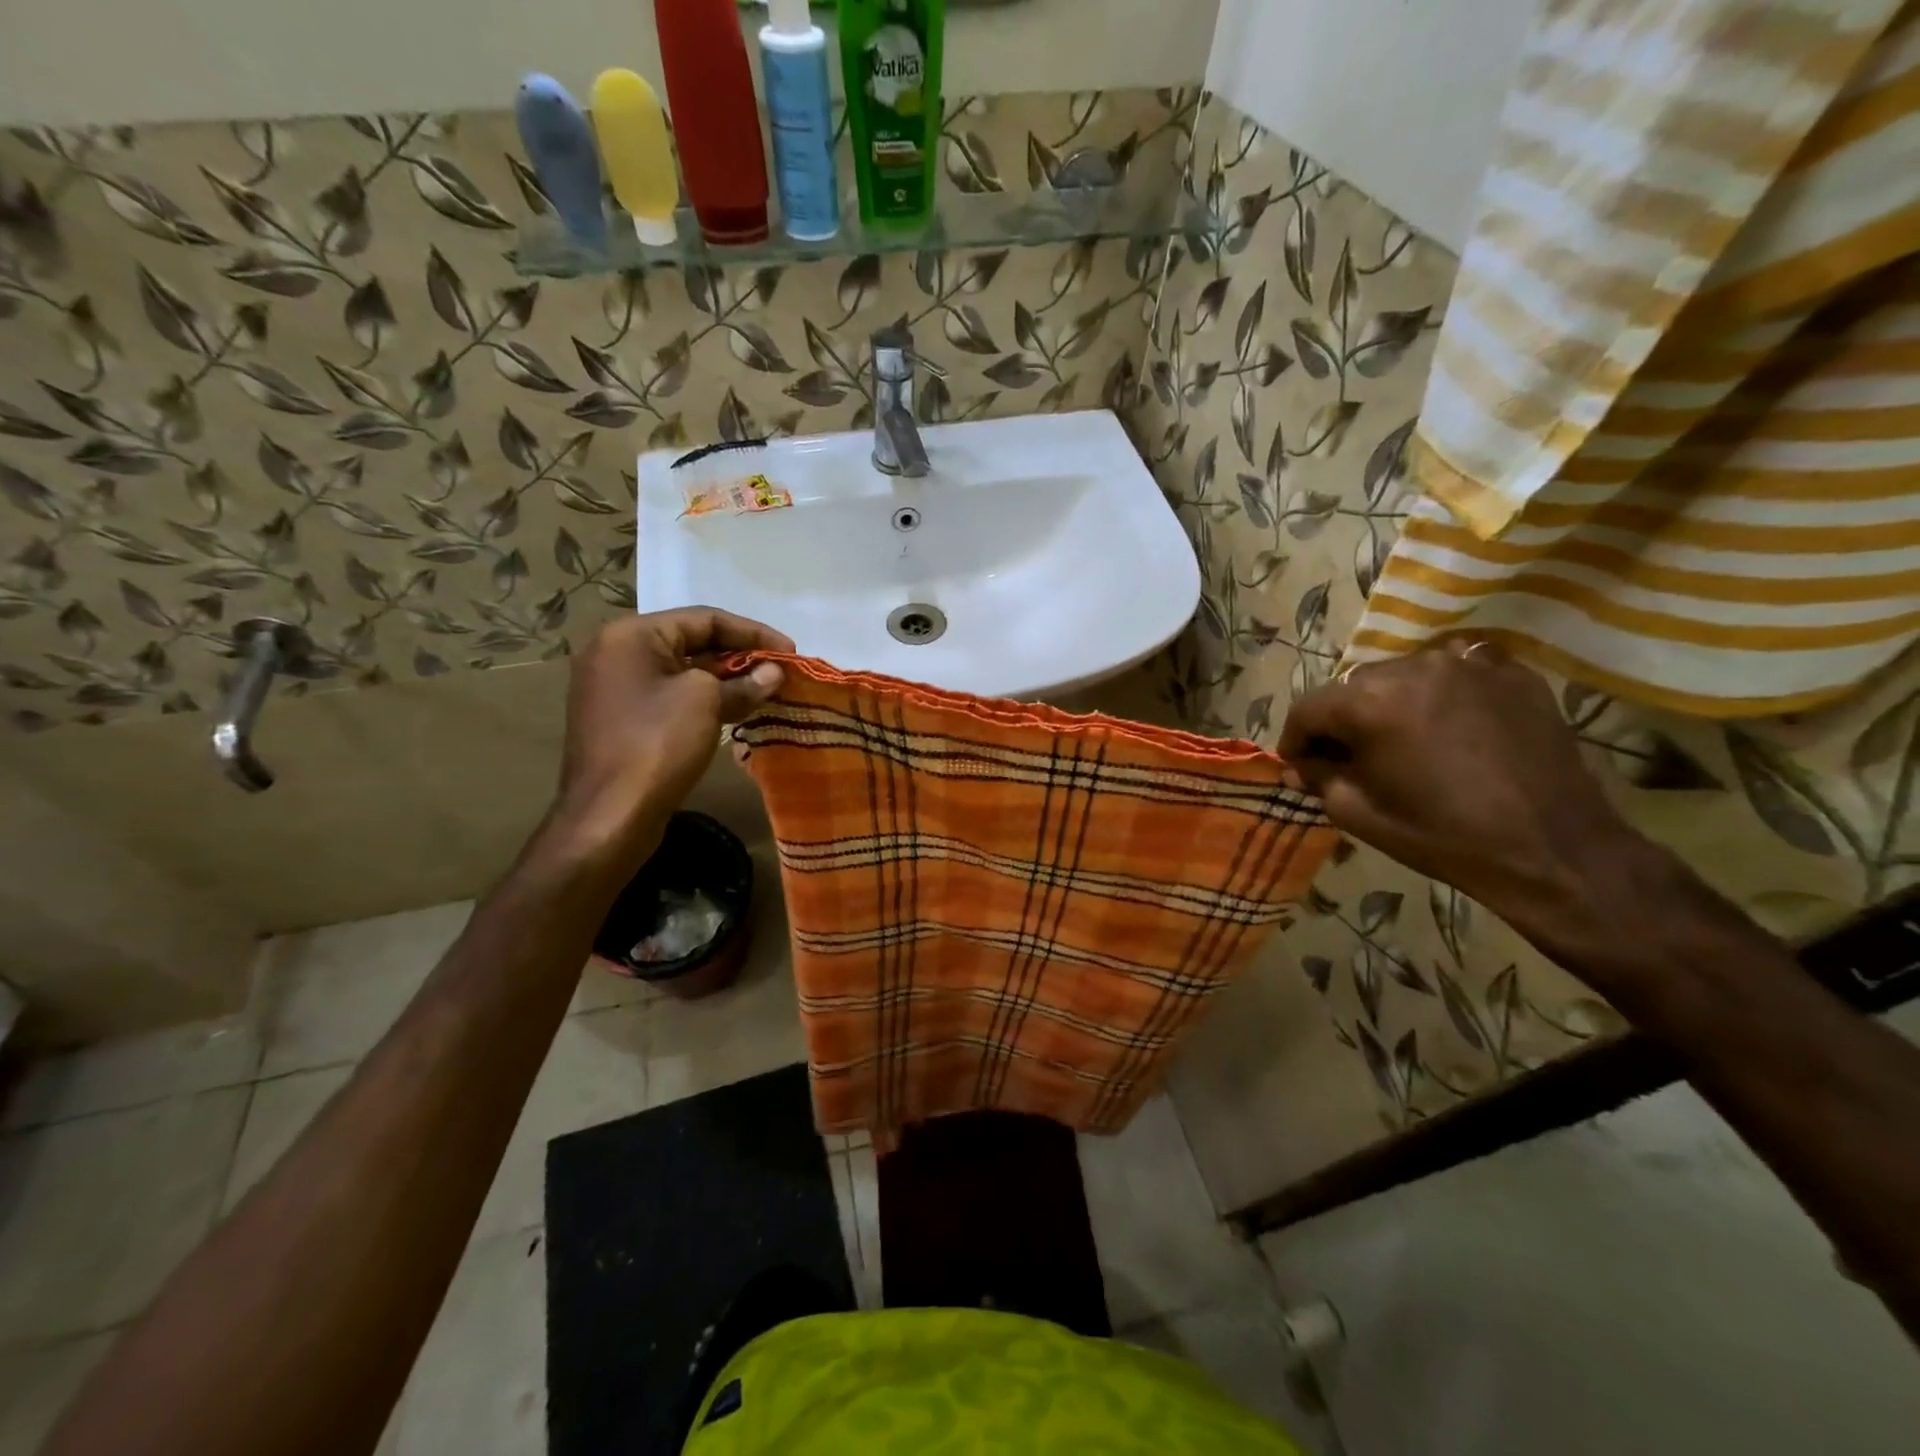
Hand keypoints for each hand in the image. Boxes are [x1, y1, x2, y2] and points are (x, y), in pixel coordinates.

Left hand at [549, 608, 792, 863]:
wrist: (610, 814)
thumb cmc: (657, 743)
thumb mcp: (706, 701)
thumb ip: (744, 682)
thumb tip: (774, 673)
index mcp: (631, 635)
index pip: (704, 618)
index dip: (753, 632)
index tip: (790, 650)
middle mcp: (617, 652)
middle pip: (692, 642)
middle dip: (741, 656)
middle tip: (780, 672)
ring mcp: (616, 688)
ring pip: (683, 671)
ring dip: (727, 679)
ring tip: (767, 691)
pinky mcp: (622, 719)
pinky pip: (671, 695)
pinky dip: (705, 699)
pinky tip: (737, 710)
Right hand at [1278, 641, 1649, 935]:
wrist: (1554, 850)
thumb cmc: (1443, 837)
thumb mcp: (1358, 814)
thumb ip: (1319, 778)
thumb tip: (1301, 765)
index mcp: (1369, 703)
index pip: (1308, 708)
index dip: (1295, 739)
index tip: (1299, 765)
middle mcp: (1413, 668)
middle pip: (1353, 687)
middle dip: (1343, 720)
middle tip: (1351, 756)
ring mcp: (1468, 664)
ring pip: (1404, 675)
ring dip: (1391, 703)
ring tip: (1404, 740)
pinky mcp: (1512, 673)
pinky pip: (1457, 673)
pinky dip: (1442, 695)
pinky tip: (1451, 727)